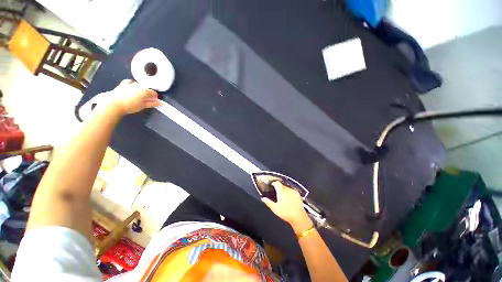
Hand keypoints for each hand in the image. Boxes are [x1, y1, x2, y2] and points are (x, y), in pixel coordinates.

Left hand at [105, 79, 161, 114]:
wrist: (114, 103)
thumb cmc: (130, 106)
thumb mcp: (143, 106)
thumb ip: (152, 104)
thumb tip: (160, 103)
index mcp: (145, 91)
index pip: (154, 93)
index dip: (155, 98)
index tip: (154, 102)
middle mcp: (139, 86)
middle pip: (147, 89)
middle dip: (148, 94)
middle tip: (146, 100)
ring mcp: (131, 84)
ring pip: (139, 85)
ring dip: (141, 89)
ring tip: (139, 96)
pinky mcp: (123, 84)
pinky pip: (129, 82)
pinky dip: (132, 84)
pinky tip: (132, 88)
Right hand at [262, 182, 313, 232]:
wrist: (299, 217)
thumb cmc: (286, 213)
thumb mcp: (275, 209)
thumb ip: (268, 202)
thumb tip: (263, 198)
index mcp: (281, 191)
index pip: (277, 183)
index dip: (274, 183)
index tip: (272, 186)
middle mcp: (287, 189)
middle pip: (282, 185)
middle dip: (279, 188)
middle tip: (277, 194)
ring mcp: (293, 191)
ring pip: (287, 188)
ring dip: (284, 190)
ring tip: (283, 197)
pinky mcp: (298, 194)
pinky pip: (292, 190)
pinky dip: (289, 192)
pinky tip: (289, 198)